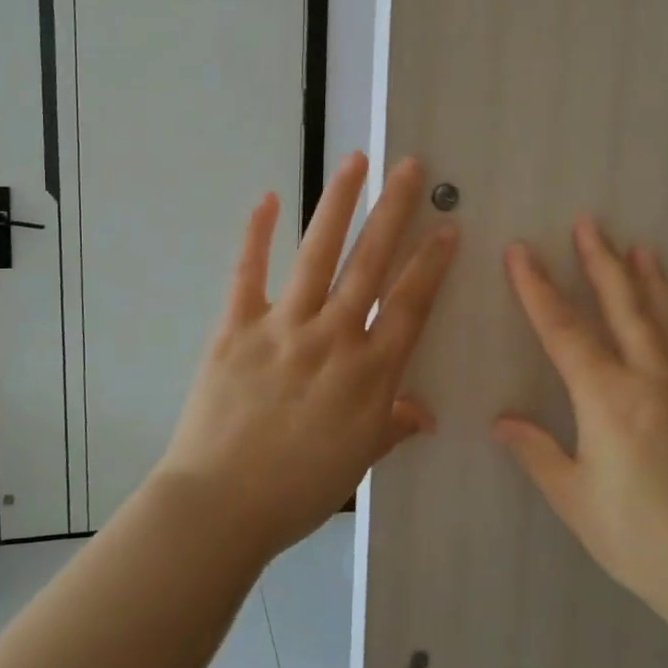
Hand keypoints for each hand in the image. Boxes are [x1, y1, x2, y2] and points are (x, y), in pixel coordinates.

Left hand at [158, 153, 457, 555]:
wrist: (220, 505)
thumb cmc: (296, 491)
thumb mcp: (357, 463)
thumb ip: (391, 427)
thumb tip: (425, 414)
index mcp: (369, 374)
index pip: (410, 305)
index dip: (431, 264)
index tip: (447, 226)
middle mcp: (333, 338)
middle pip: (370, 264)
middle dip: (394, 212)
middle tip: (410, 169)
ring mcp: (282, 327)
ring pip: (317, 254)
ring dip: (338, 205)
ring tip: (355, 162)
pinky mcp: (236, 327)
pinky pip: (247, 274)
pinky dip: (255, 234)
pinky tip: (266, 198)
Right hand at [494, 219, 667, 628]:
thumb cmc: (637, 539)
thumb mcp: (574, 498)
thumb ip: (536, 451)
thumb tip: (502, 421)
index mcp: (610, 402)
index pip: (565, 332)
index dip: (538, 289)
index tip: (520, 252)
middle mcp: (651, 382)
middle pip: (622, 308)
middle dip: (600, 262)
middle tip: (588, 222)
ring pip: (661, 319)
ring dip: (644, 278)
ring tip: (637, 245)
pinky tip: (667, 305)